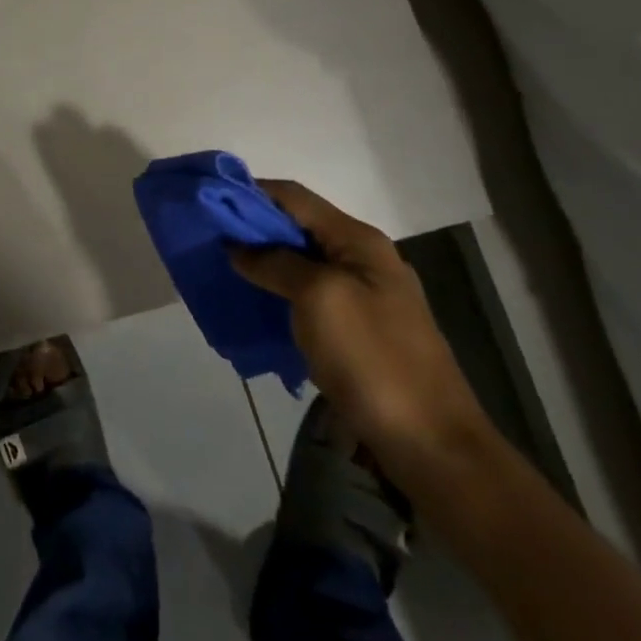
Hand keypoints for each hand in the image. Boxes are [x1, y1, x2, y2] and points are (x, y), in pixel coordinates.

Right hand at [230, 179, 491, 490]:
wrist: (433, 447)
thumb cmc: (373, 359)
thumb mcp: (319, 298)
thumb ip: (276, 263)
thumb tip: (239, 247)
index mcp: (358, 241)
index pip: (293, 197)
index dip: (250, 193)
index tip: (208, 201)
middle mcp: (363, 259)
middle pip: (297, 226)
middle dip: (252, 228)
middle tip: (208, 238)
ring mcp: (365, 296)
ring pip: (301, 262)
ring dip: (263, 261)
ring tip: (223, 269)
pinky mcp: (359, 330)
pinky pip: (309, 296)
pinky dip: (278, 293)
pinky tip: (255, 306)